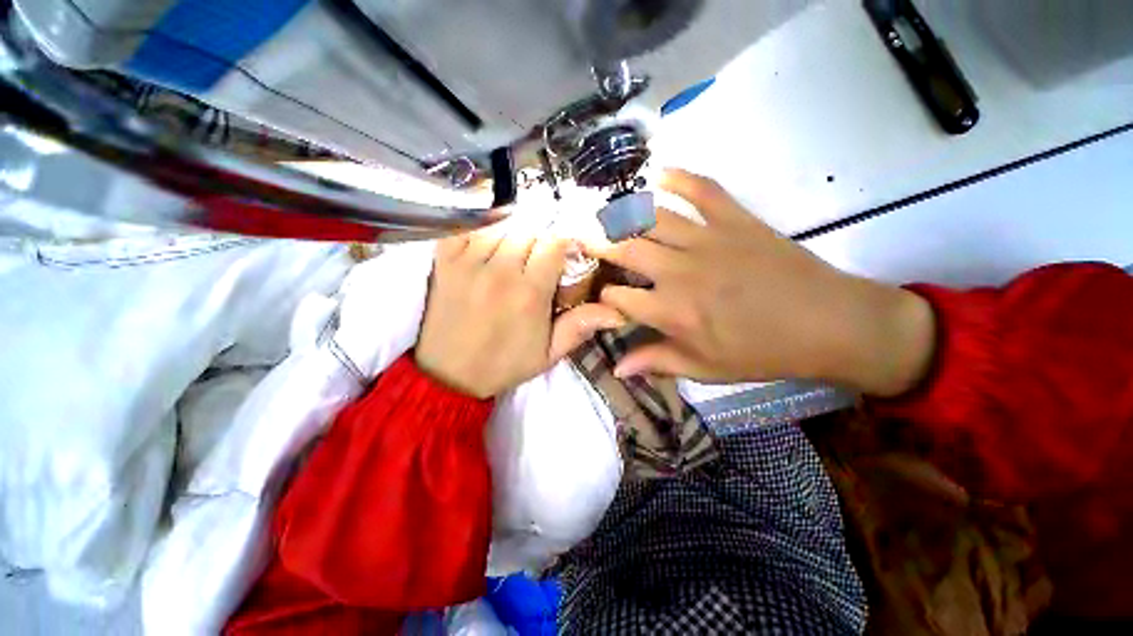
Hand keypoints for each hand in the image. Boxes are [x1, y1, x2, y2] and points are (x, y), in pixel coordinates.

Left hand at [416, 225, 624, 398]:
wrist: (450, 375)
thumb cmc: (504, 364)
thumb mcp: (548, 354)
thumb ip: (579, 328)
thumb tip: (617, 311)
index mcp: (529, 294)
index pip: (554, 244)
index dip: (563, 244)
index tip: (563, 255)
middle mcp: (500, 272)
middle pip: (529, 231)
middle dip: (540, 241)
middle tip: (538, 259)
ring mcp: (469, 263)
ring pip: (501, 226)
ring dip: (513, 236)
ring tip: (513, 256)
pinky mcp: (444, 260)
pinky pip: (468, 228)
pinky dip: (481, 230)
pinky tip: (487, 246)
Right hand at [585, 169, 935, 396]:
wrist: (829, 324)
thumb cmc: (763, 352)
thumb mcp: (706, 369)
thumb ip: (658, 363)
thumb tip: (619, 369)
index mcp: (673, 312)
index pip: (619, 299)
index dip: (604, 296)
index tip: (601, 295)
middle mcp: (680, 273)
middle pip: (626, 250)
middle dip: (597, 243)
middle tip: (579, 236)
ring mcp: (708, 241)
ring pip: (653, 218)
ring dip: (624, 213)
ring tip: (605, 211)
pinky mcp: (735, 220)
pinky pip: (702, 190)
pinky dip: (679, 178)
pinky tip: (658, 173)